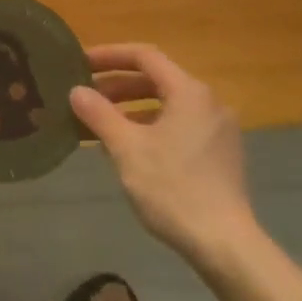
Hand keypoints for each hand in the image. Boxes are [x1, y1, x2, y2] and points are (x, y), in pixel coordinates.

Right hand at [70, 44, 258, 262]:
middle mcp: (208, 102)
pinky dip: (150, 125)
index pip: (144, 56)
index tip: (80, 63)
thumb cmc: (173, 189)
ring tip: (100, 120)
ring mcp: (218, 128)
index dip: (109, 55)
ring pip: (167, 104)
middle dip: (118, 84)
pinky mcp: (220, 153)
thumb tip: (76, 91)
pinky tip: (128, 146)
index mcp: (189, 92)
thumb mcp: (127, 149)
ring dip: (131, 106)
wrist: (225, 245)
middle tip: (86, 94)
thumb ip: (99, 114)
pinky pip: (179, 124)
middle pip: (156, 79)